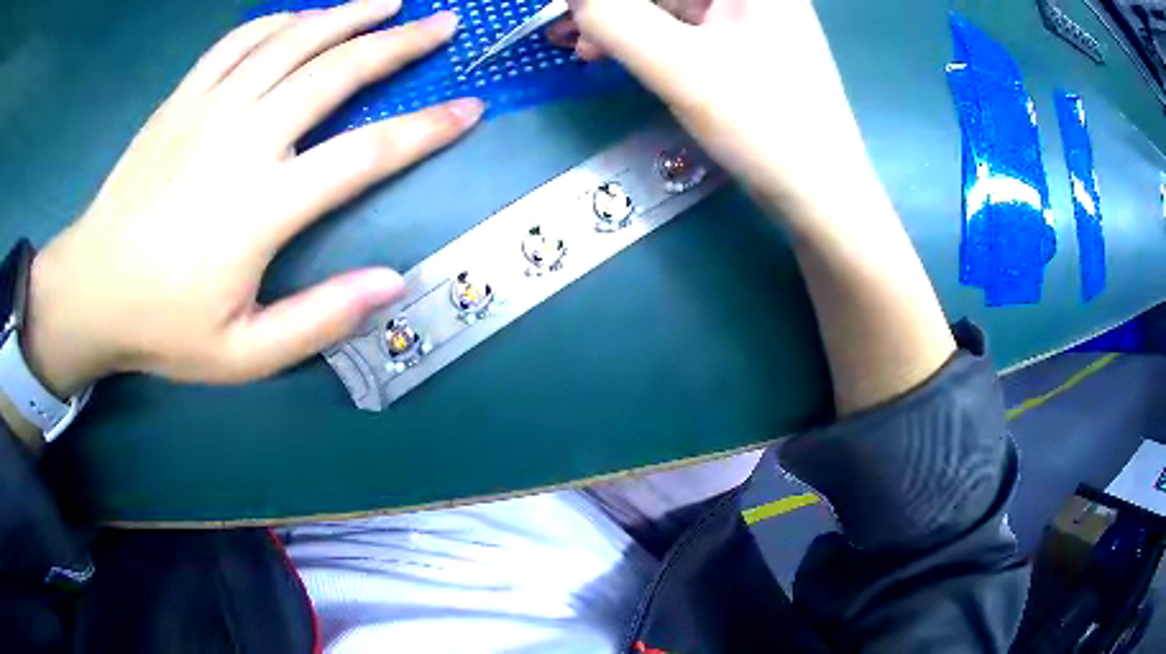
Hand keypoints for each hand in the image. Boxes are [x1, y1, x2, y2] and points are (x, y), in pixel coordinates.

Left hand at [25, 0, 483, 396]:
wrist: (91, 290)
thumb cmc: (163, 327)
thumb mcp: (244, 354)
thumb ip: (318, 320)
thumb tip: (391, 283)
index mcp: (262, 207)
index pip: (366, 152)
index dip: (426, 128)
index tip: (469, 108)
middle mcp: (242, 140)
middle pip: (336, 71)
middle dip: (400, 43)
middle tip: (443, 24)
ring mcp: (208, 109)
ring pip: (292, 39)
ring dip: (348, 14)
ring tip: (389, 0)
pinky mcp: (182, 99)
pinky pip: (239, 40)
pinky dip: (279, 19)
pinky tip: (304, 16)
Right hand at [566, 0, 955, 414]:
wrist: (822, 196)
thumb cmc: (764, 126)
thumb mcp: (679, 66)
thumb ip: (614, 18)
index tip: (572, 11)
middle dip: (610, 5)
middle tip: (566, 26)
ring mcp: (748, 16)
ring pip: (668, 3)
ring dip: (620, 19)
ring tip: (579, 47)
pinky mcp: (741, 44)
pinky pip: (679, 26)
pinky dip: (643, 37)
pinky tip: (613, 55)